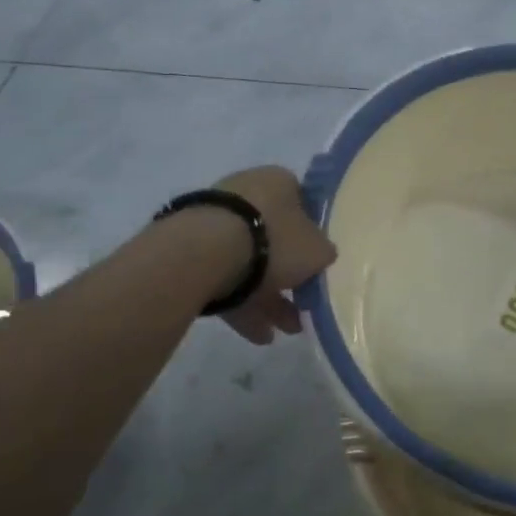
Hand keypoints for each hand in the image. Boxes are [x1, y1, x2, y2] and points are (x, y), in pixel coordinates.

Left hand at [214, 167, 336, 345]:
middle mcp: (246, 193)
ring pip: (249, 262)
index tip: (316, 265)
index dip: (312, 236)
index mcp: (279, 181)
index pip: (302, 203)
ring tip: (283, 332)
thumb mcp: (318, 251)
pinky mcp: (191, 249)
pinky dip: (242, 304)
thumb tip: (320, 255)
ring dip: (268, 298)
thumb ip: (323, 252)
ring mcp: (215, 220)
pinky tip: (256, 334)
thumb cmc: (274, 241)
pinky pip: (224, 277)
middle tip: (302, 307)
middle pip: (274, 238)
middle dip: (289, 277)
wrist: (205, 252)